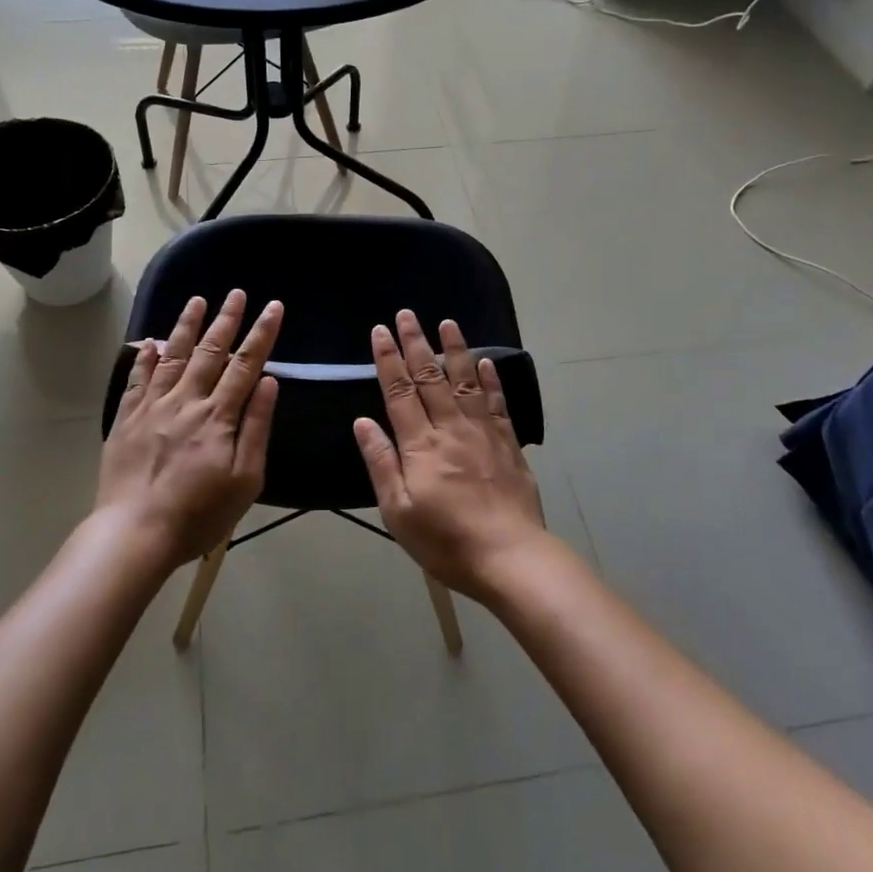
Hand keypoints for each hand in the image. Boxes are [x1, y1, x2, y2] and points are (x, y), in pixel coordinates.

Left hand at [99, 291, 282, 567]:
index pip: (246, 364)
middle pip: (210, 352)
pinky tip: (149, 341)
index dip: (261, 334)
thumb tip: (268, 382)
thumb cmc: (199, 514)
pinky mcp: (126, 419)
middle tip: (236, 293)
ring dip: (186, 326)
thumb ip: (256, 427)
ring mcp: (152, 407)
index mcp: (219, 416)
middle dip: (226, 320)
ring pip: (172, 356)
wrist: (135, 533)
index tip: (273, 307)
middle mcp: (186, 401)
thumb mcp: (245, 479)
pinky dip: (144, 358)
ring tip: (196, 301)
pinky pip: (137, 379)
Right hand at [352, 310, 546, 599]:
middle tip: (407, 314)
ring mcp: (482, 433)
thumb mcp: (398, 511)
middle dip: (416, 343)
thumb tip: (363, 421)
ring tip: (447, 322)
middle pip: (430, 377)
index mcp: (420, 445)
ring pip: (465, 381)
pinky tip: (486, 361)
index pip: (399, 391)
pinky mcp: (507, 443)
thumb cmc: (445, 541)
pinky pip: (496, 403)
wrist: (509, 557)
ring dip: (455, 349)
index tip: (380, 331)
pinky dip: (491, 379)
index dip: (388, 359)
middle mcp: (450, 428)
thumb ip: (381, 463)